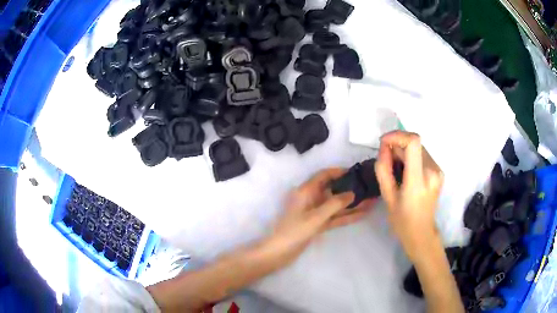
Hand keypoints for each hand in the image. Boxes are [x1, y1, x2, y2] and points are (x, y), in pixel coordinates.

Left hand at [262, 168, 374, 267]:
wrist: (279, 252)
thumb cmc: (294, 231)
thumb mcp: (315, 217)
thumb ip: (334, 204)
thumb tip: (352, 193)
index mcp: (306, 191)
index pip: (324, 175)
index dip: (338, 172)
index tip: (355, 172)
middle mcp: (311, 199)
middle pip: (333, 190)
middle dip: (350, 189)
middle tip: (368, 187)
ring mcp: (315, 212)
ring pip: (336, 205)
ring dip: (352, 204)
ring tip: (371, 200)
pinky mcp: (318, 224)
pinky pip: (335, 217)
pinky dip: (347, 216)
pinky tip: (362, 214)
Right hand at [374, 131, 443, 262]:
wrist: (421, 233)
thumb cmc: (402, 220)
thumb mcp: (387, 196)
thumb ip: (384, 169)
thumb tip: (384, 147)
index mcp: (418, 181)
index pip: (413, 142)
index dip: (397, 135)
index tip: (384, 142)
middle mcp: (432, 171)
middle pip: (415, 143)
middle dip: (398, 145)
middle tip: (386, 159)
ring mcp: (438, 170)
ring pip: (418, 147)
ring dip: (404, 151)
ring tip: (396, 168)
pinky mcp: (439, 171)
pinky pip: (423, 155)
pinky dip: (411, 156)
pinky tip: (406, 171)